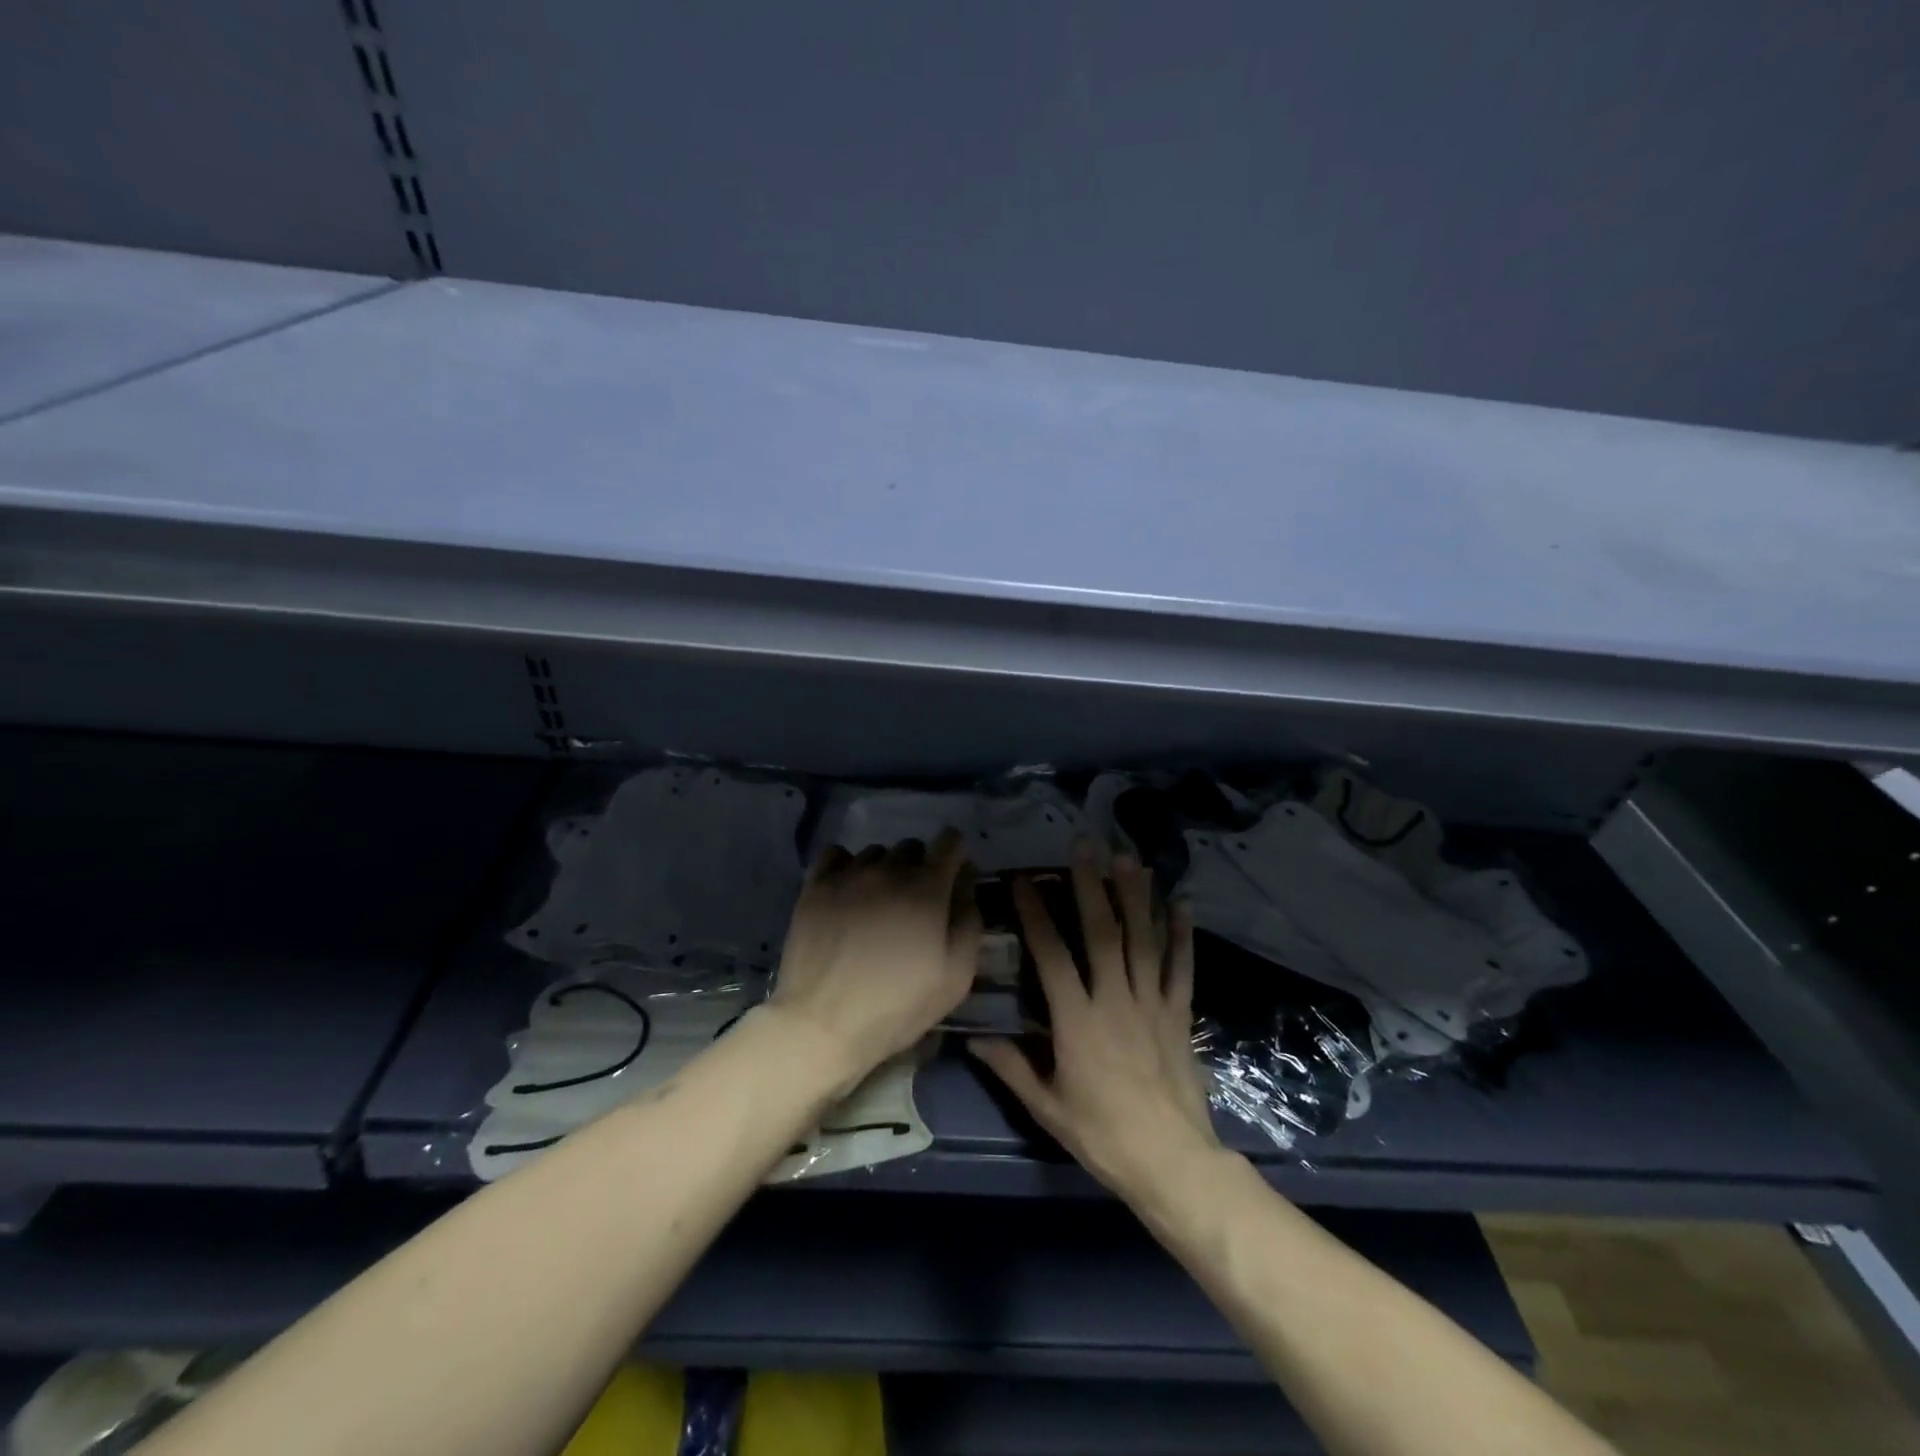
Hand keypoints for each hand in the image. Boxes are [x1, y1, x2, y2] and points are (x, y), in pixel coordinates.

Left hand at [770, 829, 981, 1090]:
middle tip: (914, 905)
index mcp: (927, 888)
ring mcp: (848, 874)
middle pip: (912, 847)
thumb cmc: (897, 1006)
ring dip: (884, 870)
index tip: (952, 880)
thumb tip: (965, 886)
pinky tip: (847, 892)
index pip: (951, 841)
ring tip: (877, 904)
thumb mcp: (956, 977)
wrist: (823, 1024)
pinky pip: (836, 855)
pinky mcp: (815, 886)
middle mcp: (888, 869)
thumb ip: (969, 922)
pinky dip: (847, 866)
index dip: (956, 856)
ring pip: (875, 853)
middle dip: (920, 868)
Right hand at [971, 844, 1219, 1201]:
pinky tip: (1181, 903)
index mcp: (1077, 1020)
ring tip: (1129, 858)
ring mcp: (1151, 1003)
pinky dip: (1181, 935)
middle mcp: (1114, 999)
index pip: (1051, 955)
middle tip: (1085, 846)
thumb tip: (973, 1038)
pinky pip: (1180, 968)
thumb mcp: (1047, 1106)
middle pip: (1102, 933)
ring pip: (1142, 940)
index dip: (1036, 914)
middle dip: (1091, 886)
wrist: (1171, 1162)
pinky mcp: (1179, 1014)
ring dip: (1135, 896)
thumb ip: (1011, 1067)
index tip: (1023, 880)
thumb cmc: (1102, 1135)